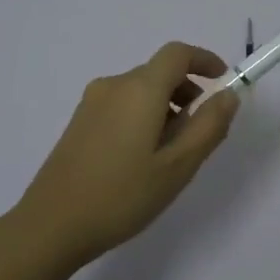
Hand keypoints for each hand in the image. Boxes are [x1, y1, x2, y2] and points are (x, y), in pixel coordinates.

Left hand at [12, 41, 240, 269]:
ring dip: (166, 107)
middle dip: (187, 92)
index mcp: (139, 89)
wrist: (51, 225)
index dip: (204, 61)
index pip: (177, 54)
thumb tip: (228, 94)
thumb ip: (208, 126)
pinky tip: (141, 160)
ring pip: (140, 91)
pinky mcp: (79, 122)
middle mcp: (113, 86)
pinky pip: (121, 105)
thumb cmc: (122, 196)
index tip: (222, 82)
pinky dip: (143, 117)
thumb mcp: (178, 166)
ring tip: (171, 154)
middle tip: (200, 134)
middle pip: (159, 72)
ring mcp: (91, 103)